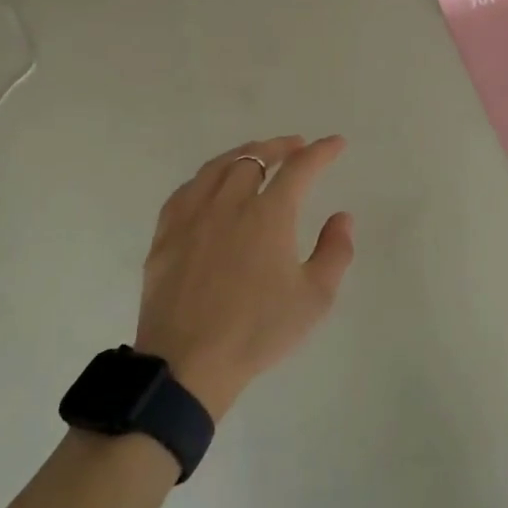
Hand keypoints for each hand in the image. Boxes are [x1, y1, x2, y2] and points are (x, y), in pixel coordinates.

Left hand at [134, 136, 354, 418]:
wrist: (188, 364)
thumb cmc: (258, 331)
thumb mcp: (314, 298)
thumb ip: (335, 251)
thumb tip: (342, 217)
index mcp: (269, 215)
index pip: (300, 168)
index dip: (322, 152)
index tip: (336, 144)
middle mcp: (229, 204)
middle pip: (255, 158)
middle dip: (280, 147)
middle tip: (296, 147)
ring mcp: (192, 217)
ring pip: (217, 168)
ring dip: (243, 155)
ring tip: (256, 155)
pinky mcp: (165, 236)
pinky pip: (186, 191)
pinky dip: (206, 178)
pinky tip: (209, 185)